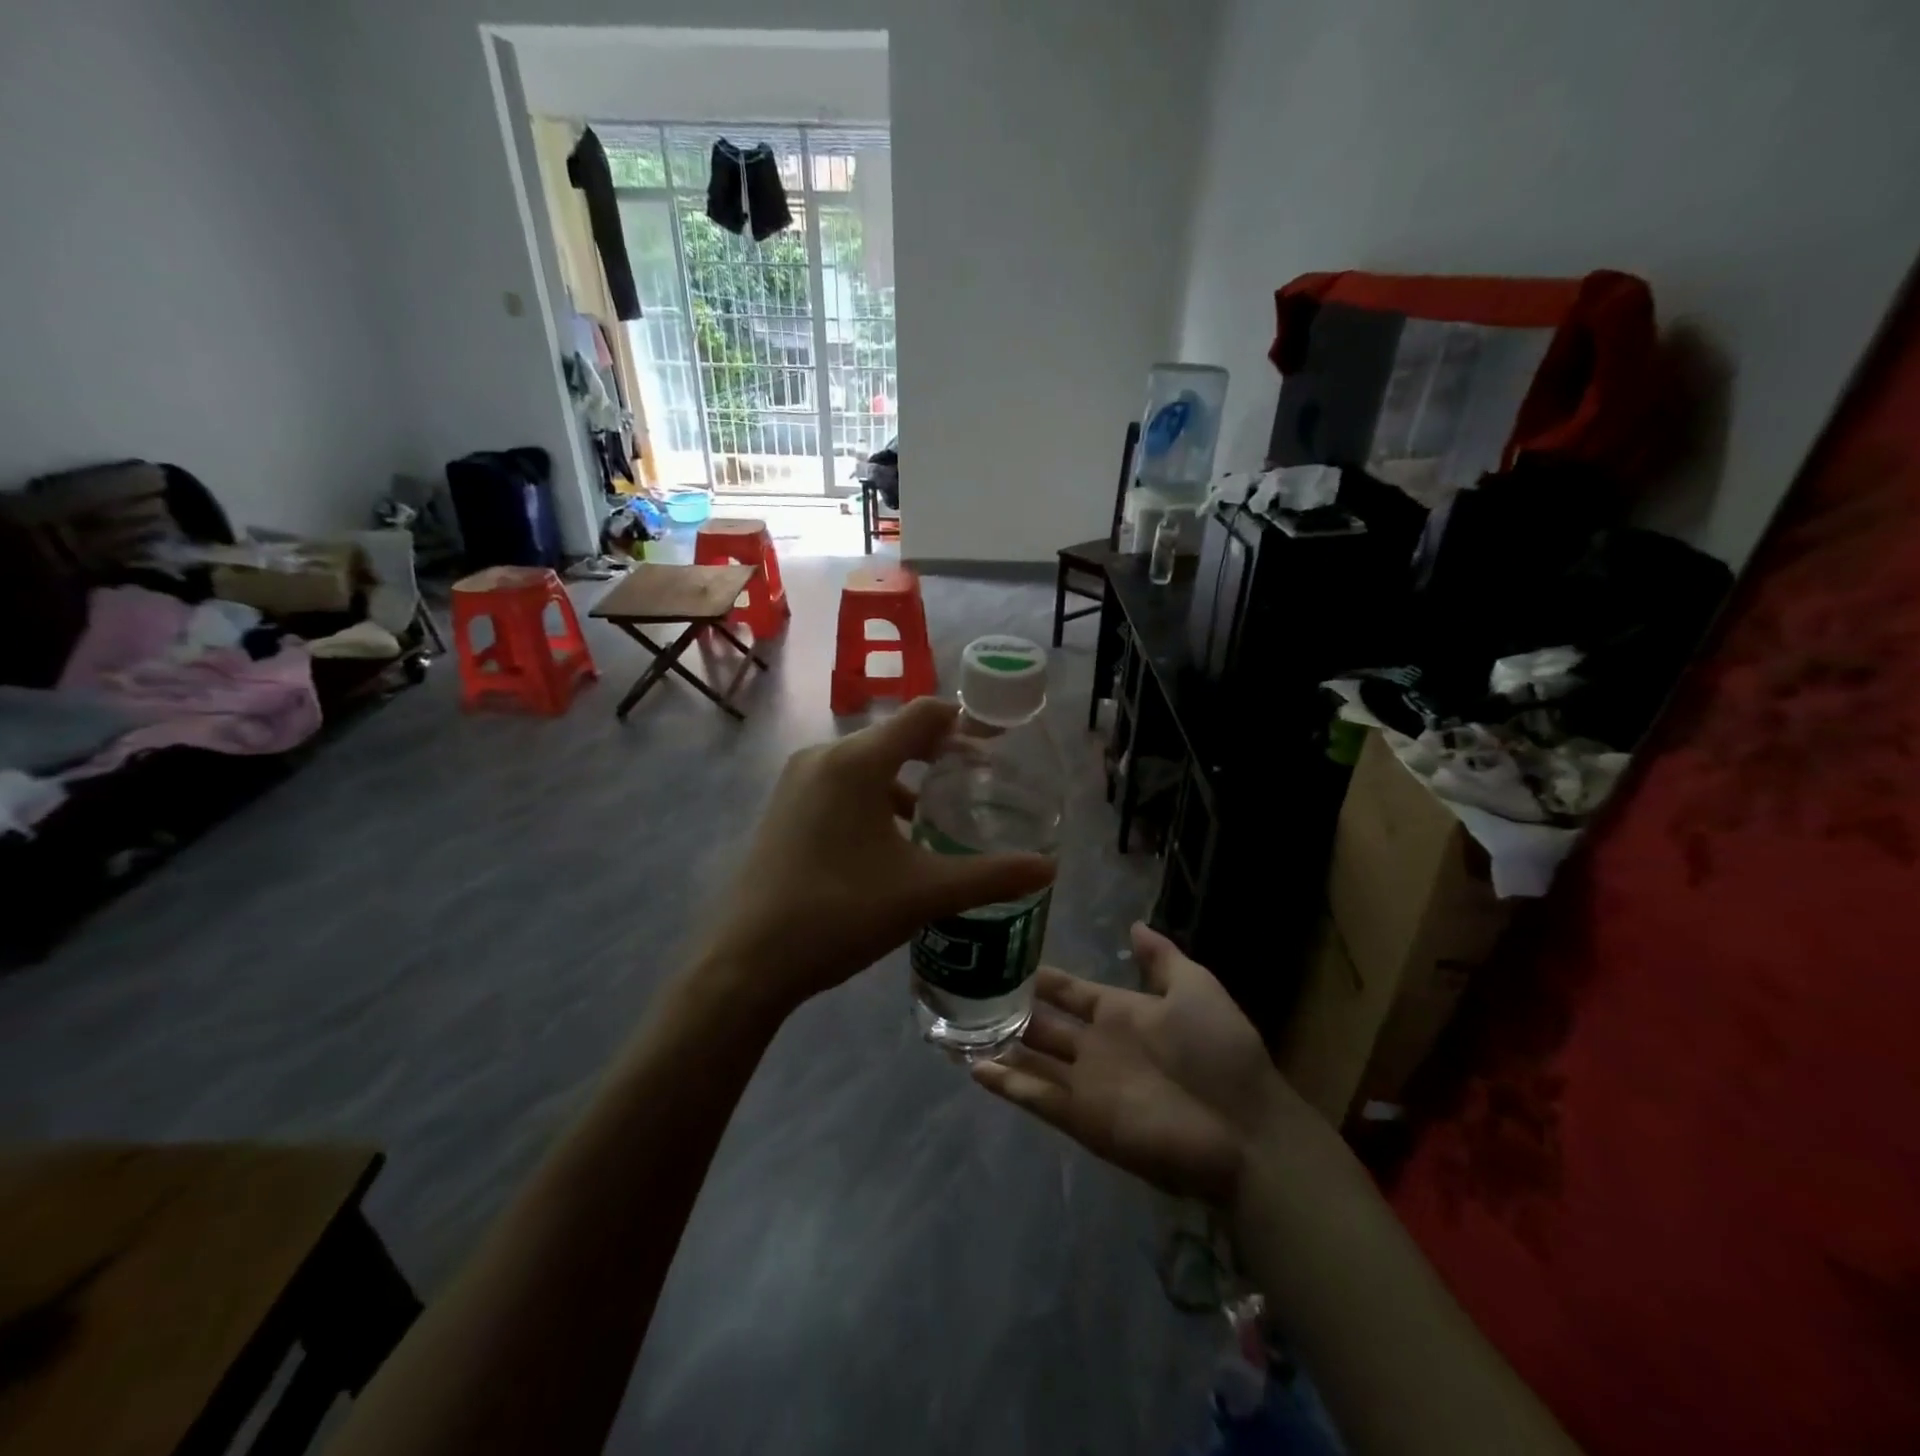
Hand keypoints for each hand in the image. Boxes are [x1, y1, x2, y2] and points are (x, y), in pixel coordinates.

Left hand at [697, 697, 1055, 1018]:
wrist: (746, 963)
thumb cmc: (839, 914)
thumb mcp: (923, 893)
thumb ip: (990, 876)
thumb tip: (1049, 869)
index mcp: (856, 762)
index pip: (923, 715)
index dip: (965, 724)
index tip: (997, 749)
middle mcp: (823, 757)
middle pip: (895, 737)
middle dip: (939, 756)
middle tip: (978, 786)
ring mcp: (797, 781)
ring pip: (866, 763)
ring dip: (905, 781)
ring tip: (940, 818)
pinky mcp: (784, 807)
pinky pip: (841, 784)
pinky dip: (874, 798)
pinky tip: (891, 842)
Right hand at [973, 923, 1311, 1205]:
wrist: (1243, 1128)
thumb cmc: (1220, 1052)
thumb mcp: (1196, 988)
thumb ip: (1161, 958)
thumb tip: (1133, 924)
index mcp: (1120, 1014)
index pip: (1070, 991)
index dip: (1043, 978)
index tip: (1007, 958)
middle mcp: (1097, 1045)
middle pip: (1044, 1025)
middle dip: (1012, 1011)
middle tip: (969, 993)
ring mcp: (1087, 1083)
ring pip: (1032, 1060)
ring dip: (1000, 1048)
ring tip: (958, 1030)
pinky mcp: (1082, 1118)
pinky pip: (1036, 1098)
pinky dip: (1007, 1086)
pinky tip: (974, 1069)